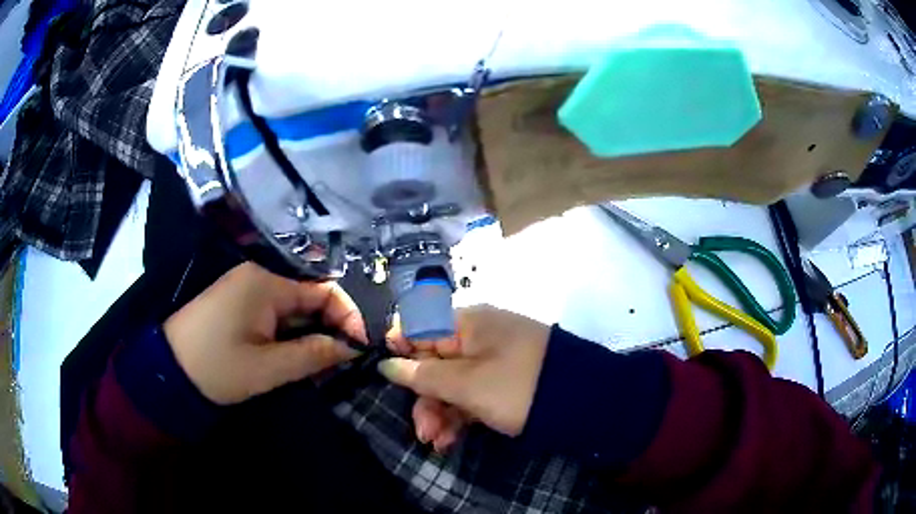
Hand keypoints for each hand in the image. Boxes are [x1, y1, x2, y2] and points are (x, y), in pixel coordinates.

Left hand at [163, 262, 365, 404]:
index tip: (361, 347)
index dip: (348, 316)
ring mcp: (245, 288)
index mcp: (266, 283)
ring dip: (310, 334)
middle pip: (309, 297)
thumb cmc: (217, 367)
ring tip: (321, 366)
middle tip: (341, 363)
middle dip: (329, 328)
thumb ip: (314, 354)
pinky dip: (290, 334)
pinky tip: (294, 356)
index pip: (324, 290)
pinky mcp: (237, 302)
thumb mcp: (269, 368)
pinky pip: (274, 313)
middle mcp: (258, 276)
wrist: (168, 370)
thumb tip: (352, 347)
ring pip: (293, 308)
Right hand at [380, 306, 549, 441]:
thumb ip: (423, 375)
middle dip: (423, 398)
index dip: (400, 353)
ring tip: (436, 443)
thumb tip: (386, 363)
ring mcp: (492, 360)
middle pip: (434, 362)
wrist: (583, 402)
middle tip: (422, 431)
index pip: (419, 327)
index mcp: (467, 324)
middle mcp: (477, 336)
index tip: (390, 380)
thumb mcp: (466, 384)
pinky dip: (459, 415)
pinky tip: (450, 439)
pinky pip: (471, 393)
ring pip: (451, 382)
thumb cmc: (516, 386)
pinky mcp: (503, 382)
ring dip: (439, 413)